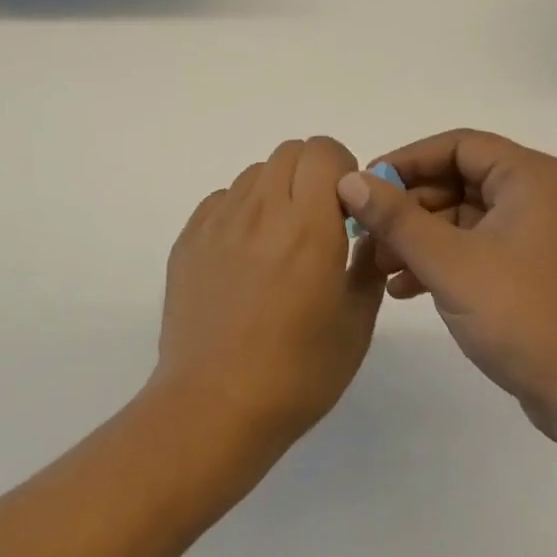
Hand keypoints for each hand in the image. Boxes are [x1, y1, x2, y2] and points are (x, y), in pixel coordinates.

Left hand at [153, 137, 386, 458]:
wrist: (213, 407)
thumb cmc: (298, 373)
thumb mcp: (356, 322)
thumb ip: (368, 261)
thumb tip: (366, 229)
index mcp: (308, 225)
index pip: (322, 150)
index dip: (341, 168)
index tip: (346, 207)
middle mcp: (261, 210)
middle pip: (288, 151)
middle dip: (311, 173)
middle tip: (317, 220)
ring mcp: (218, 221)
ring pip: (254, 173)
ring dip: (276, 191)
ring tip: (278, 242)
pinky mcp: (188, 238)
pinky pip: (222, 200)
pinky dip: (242, 212)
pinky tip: (244, 258)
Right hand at [337, 129, 556, 436]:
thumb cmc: (523, 317)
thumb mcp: (449, 264)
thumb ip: (396, 218)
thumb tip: (350, 180)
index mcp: (531, 177)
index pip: (457, 145)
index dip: (407, 161)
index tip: (366, 185)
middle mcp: (540, 195)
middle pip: (458, 180)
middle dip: (409, 208)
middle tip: (368, 234)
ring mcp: (539, 233)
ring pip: (464, 216)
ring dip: (419, 238)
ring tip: (380, 267)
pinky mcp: (534, 268)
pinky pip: (478, 245)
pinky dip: (443, 260)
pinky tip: (405, 288)